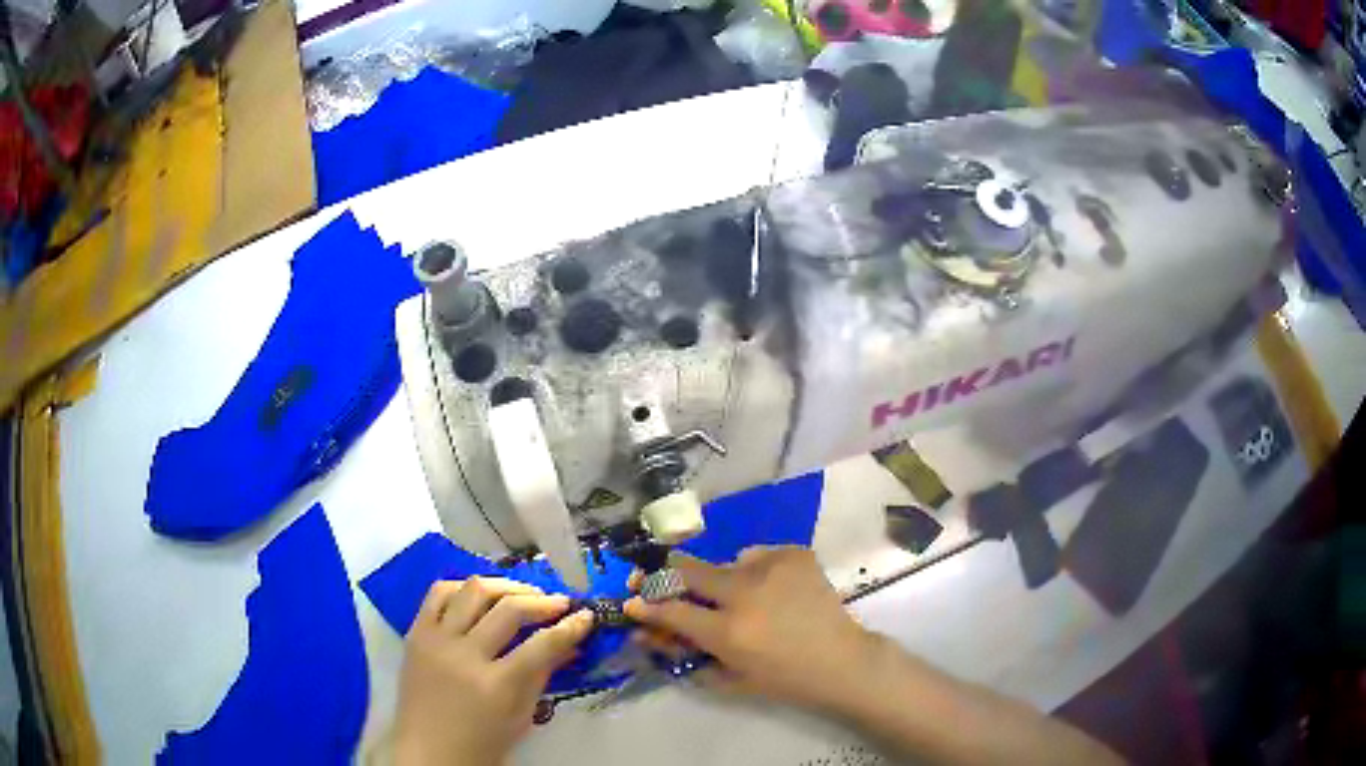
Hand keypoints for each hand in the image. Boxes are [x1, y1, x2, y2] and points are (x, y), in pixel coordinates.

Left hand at [394, 577, 594, 765]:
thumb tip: (570, 645)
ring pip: (473, 591)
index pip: (541, 645)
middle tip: (560, 603)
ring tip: (524, 593)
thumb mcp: (522, 715)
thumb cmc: (482, 741)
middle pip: (509, 610)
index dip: (570, 627)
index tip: (586, 616)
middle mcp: (464, 656)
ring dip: (506, 586)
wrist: (429, 750)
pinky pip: (438, 593)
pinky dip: (463, 586)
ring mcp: (436, 640)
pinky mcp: (416, 633)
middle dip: (542, 602)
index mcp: (496, 686)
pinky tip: (482, 594)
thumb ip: (543, 675)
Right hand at [625, 547, 883, 713]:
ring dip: (723, 579)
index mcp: (727, 633)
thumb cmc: (784, 680)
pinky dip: (756, 570)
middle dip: (665, 575)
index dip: (645, 606)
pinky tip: (772, 588)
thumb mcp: (730, 680)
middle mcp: (743, 594)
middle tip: (657, 578)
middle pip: (687, 570)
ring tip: (743, 596)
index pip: (670, 611)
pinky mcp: (794, 554)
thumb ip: (687, 658)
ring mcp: (771, 569)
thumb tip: (650, 637)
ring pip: (726, 562)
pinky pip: (758, 555)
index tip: (631, 601)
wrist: (842, 660)